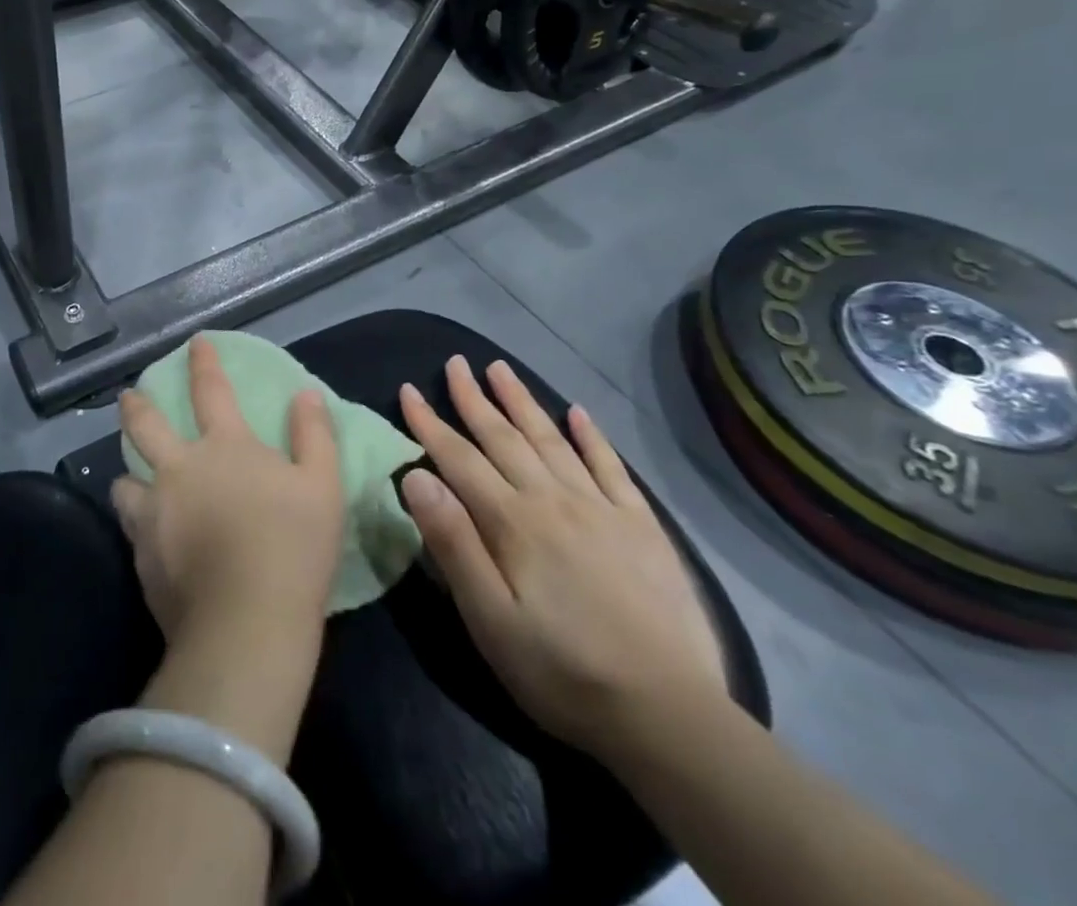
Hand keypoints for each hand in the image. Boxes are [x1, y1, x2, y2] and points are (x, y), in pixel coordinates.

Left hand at [112, 336, 344, 653]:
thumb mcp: (323, 485)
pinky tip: (143, 530)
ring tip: (130, 476)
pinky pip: (129, 525)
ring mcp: (154, 512)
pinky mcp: (141, 554)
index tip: (195, 342)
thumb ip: (313, 435)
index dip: (204, 362)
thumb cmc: (294, 547)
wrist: (247, 624)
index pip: (212, 391)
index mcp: (225, 447)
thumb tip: (304, 394)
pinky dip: (134, 518)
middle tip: (127, 397)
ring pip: (124, 478)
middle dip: (135, 406)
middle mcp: (180, 469)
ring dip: (127, 470)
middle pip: (146, 425)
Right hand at [397, 356, 727, 757]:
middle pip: (504, 437)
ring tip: (502, 369)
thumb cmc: (562, 671)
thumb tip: (416, 475)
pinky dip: (592, 436)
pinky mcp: (641, 525)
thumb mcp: (490, 619)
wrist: (668, 713)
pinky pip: (610, 466)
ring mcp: (601, 508)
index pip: (459, 459)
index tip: (409, 389)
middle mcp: (553, 499)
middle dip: (475, 398)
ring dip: (523, 402)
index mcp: (513, 521)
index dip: (430, 423)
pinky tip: (578, 412)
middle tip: (456, 362)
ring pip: (552, 440)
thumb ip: (453, 542)